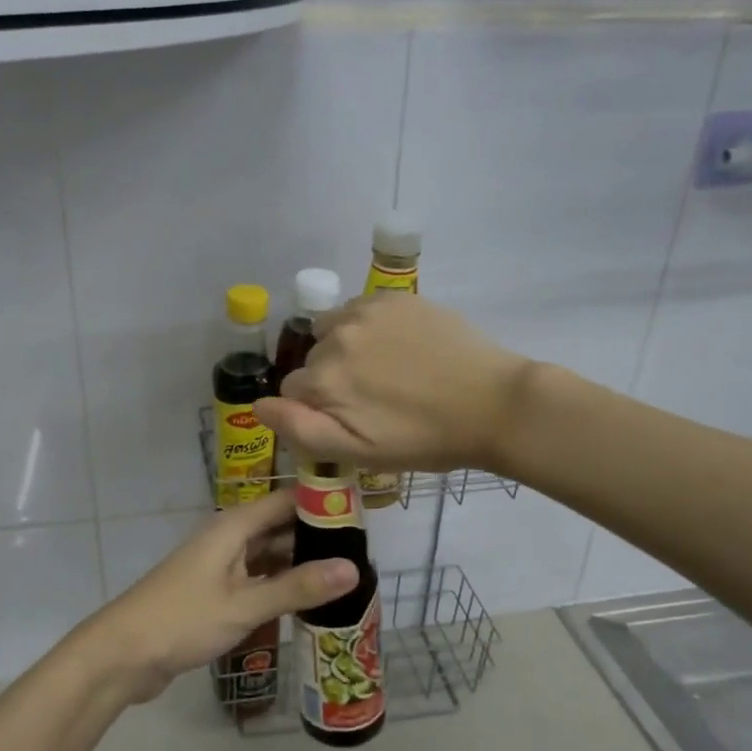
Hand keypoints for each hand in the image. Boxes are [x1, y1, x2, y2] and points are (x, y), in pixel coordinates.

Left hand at [76, 490, 358, 703]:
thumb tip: (354, 569)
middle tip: (365, 553)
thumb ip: (298, 587)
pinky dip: (281, 585)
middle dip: (317, 536)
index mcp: (234, 527)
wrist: (122, 654)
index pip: (287, 499)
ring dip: (301, 563)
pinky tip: (308, 601)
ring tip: (346, 576)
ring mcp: (221, 565)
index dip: (322, 501)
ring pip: (270, 555)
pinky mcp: (215, 592)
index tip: (363, 512)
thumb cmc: (182, 620)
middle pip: (280, 526)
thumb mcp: (245, 605)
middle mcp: (229, 538)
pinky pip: (257, 579)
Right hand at [255, 295, 531, 473]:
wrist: (493, 404)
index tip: (353, 420)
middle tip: (375, 399)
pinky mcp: (393, 297)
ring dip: (346, 348)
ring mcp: (365, 312)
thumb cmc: (424, 440)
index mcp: (323, 381)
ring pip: (332, 331)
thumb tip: (258, 406)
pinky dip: (367, 326)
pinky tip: (398, 345)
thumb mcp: (359, 453)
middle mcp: (334, 338)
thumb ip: (300, 430)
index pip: (294, 392)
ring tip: (385, 370)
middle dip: (332, 379)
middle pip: (312, 360)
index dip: (319, 409)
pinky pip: (359, 309)